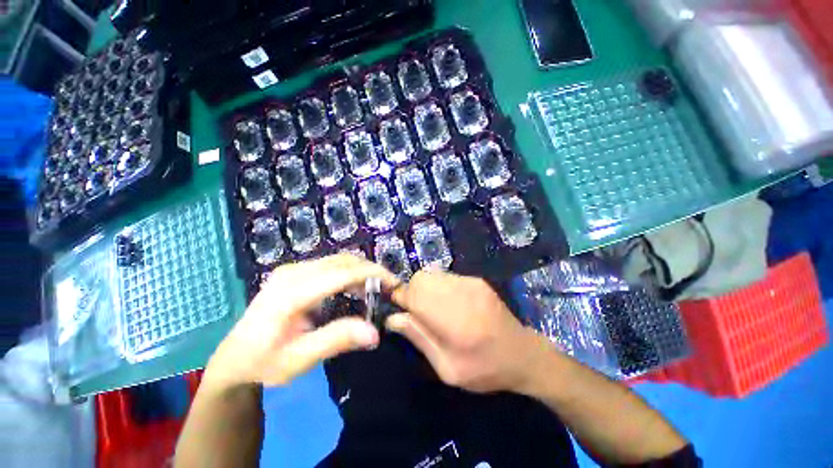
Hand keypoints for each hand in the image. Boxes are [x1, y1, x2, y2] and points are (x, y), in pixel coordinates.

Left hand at [205, 254, 399, 389]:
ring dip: (361, 271)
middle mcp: (292, 272)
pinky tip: (355, 288)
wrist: (234, 358)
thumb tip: (375, 332)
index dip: (372, 274)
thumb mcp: (299, 359)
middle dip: (370, 270)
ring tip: (375, 289)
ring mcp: (292, 269)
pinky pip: (330, 265)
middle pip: (342, 261)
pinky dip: (349, 273)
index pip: (341, 273)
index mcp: (291, 293)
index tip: (394, 283)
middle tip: (388, 287)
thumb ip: (336, 341)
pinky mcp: (294, 272)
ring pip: (338, 260)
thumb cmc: (264, 362)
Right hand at [386, 269, 548, 393]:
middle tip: (417, 312)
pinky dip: (438, 286)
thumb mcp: (447, 368)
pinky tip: (449, 303)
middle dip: (411, 292)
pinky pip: (446, 276)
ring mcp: (470, 283)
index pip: (413, 293)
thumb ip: (419, 338)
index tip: (398, 308)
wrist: (523, 354)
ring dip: (424, 288)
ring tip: (433, 308)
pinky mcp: (476, 280)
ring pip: (432, 274)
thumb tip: (392, 318)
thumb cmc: (484, 368)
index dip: (400, 297)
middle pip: (420, 278)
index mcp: (452, 319)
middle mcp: (460, 293)